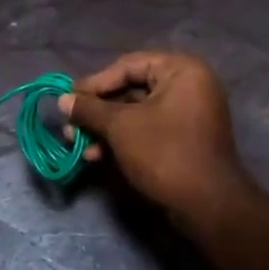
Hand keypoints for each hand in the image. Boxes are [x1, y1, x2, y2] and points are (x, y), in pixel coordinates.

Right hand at [58, 51, 253, 218]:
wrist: (206, 205)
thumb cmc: (164, 153)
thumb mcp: (121, 127)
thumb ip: (90, 109)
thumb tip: (62, 100)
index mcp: (182, 70)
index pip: (129, 65)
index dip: (96, 82)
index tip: (69, 99)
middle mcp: (190, 86)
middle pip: (132, 89)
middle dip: (98, 110)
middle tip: (70, 124)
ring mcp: (189, 115)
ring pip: (137, 114)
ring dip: (105, 128)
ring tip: (77, 144)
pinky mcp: (184, 141)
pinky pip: (148, 131)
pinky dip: (123, 140)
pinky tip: (96, 156)